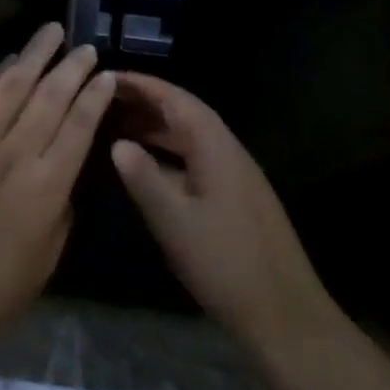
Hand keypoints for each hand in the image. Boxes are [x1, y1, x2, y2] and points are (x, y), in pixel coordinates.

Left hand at [0, 24, 116, 367]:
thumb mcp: (44, 261)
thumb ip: (59, 212)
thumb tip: (61, 177)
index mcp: (45, 188)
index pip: (78, 127)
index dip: (94, 97)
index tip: (106, 75)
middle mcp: (12, 156)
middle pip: (48, 98)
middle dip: (71, 68)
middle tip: (85, 47)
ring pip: (9, 88)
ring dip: (33, 57)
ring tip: (49, 33)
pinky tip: (4, 64)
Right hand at [111, 73, 331, 352]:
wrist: (283, 312)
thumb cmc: (224, 262)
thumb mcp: (174, 220)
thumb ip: (144, 178)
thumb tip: (117, 143)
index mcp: (216, 148)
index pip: (177, 100)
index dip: (144, 85)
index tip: (110, 77)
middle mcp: (230, 152)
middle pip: (186, 114)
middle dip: (147, 104)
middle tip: (106, 100)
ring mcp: (236, 176)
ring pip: (192, 139)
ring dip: (158, 129)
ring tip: (118, 128)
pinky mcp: (237, 198)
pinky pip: (197, 159)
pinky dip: (169, 154)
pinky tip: (149, 168)